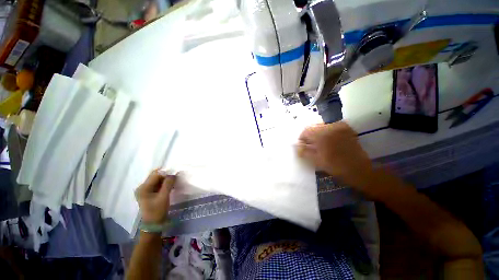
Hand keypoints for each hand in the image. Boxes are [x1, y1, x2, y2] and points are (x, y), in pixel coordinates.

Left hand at [135, 170, 175, 223]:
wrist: (154, 224)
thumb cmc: (157, 211)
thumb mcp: (164, 197)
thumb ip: (168, 184)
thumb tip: (173, 174)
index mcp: (143, 188)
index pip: (155, 174)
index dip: (166, 173)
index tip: (175, 175)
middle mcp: (142, 187)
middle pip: (156, 176)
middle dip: (166, 176)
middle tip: (175, 179)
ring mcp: (145, 190)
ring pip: (157, 180)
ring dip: (166, 180)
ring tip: (174, 183)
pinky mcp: (149, 193)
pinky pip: (158, 185)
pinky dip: (164, 184)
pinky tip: (170, 186)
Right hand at [297, 121, 373, 189]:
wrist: (361, 169)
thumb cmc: (337, 166)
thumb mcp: (317, 160)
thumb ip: (304, 151)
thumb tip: (297, 145)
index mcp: (323, 134)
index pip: (306, 130)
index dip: (302, 138)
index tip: (302, 145)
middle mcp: (331, 126)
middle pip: (314, 126)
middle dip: (309, 135)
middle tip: (310, 145)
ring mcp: (340, 126)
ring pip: (322, 126)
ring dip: (317, 133)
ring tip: (319, 144)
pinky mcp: (347, 128)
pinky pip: (331, 127)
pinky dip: (327, 132)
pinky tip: (328, 141)